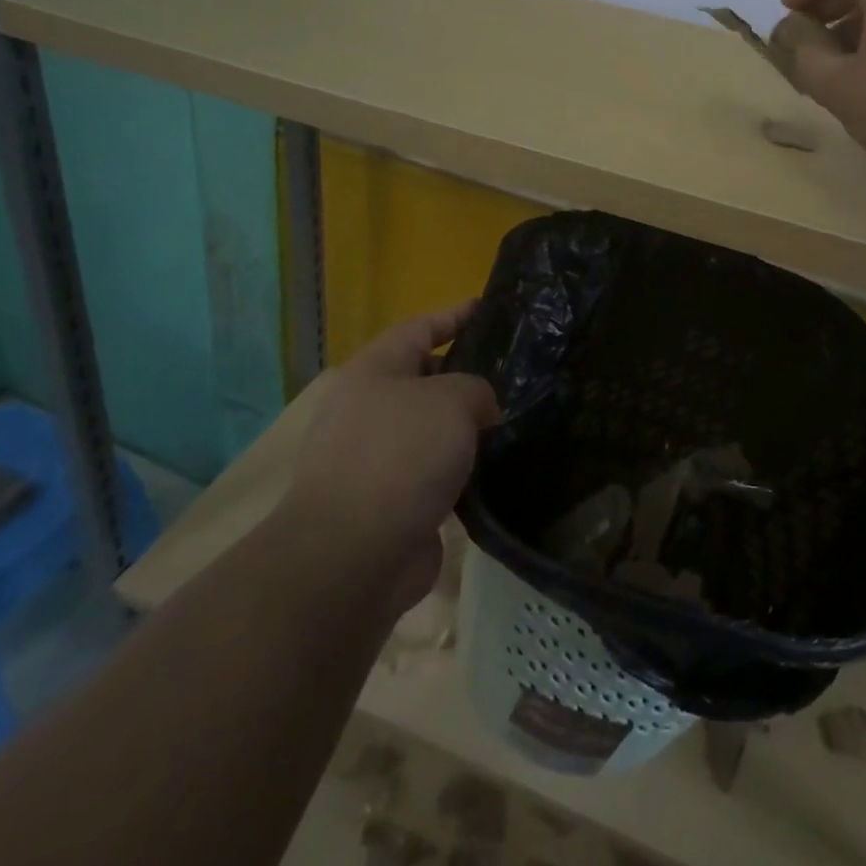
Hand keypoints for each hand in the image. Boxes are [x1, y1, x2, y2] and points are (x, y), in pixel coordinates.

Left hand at [279, 302, 499, 614]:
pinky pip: (431, 474)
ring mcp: (372, 460)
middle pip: (423, 379)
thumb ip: (477, 389)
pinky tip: (493, 473)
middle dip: (465, 376)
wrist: (352, 556)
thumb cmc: (401, 456)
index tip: (488, 308)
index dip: (454, 315)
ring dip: (463, 429)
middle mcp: (367, 410)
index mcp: (373, 372)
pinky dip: (458, 472)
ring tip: (511, 423)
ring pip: (429, 430)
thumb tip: (479, 411)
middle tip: (512, 375)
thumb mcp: (453, 400)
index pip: (419, 328)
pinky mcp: (385, 504)